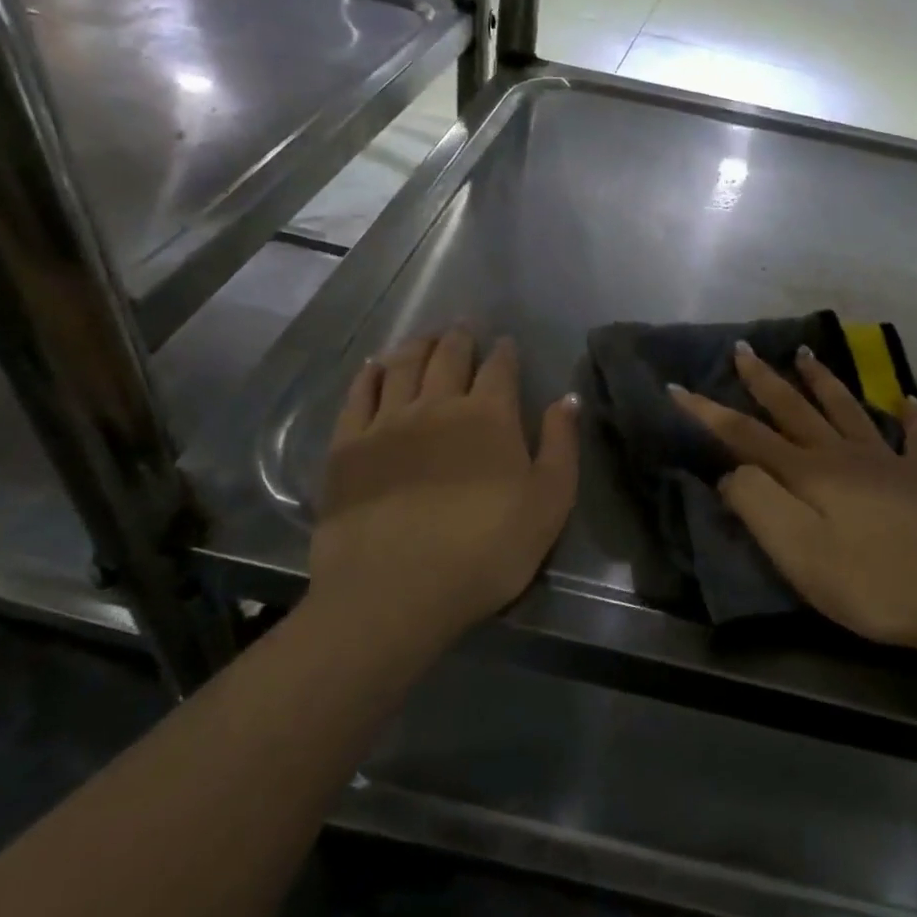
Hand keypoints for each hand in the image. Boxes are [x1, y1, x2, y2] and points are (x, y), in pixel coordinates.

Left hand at [310, 329, 579, 644]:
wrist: (396, 592)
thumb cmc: (486, 551)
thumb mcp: (548, 503)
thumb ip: (560, 445)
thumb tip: (567, 398)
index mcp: (488, 416)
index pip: (499, 368)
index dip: (504, 352)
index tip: (506, 342)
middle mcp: (437, 405)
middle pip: (448, 357)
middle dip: (460, 337)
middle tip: (464, 325)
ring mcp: (387, 423)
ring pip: (402, 366)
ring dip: (417, 345)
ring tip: (425, 335)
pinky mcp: (348, 447)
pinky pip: (359, 396)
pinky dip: (370, 374)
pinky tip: (375, 365)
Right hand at [671, 342, 916, 654]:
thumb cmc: (871, 581)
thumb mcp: (798, 552)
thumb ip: (757, 505)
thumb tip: (731, 472)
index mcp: (807, 473)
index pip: (745, 435)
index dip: (707, 412)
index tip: (676, 388)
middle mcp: (842, 455)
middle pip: (794, 409)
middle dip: (763, 380)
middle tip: (743, 349)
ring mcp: (887, 462)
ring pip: (846, 410)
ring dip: (822, 380)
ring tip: (805, 353)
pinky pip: (914, 437)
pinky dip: (907, 415)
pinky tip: (904, 399)